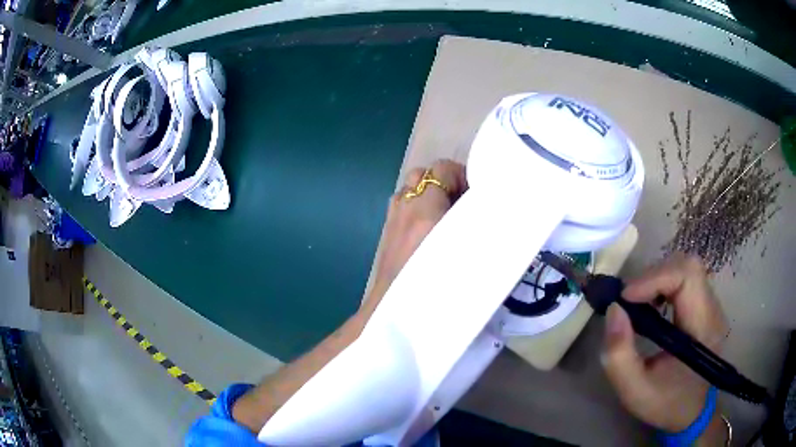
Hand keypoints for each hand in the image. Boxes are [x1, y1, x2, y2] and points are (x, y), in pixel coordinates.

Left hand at [231, 160, 466, 430]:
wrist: (392, 319)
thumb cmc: (433, 294)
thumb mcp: (467, 261)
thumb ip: (480, 236)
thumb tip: (494, 222)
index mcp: (425, 212)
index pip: (442, 170)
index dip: (463, 175)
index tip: (478, 194)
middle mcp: (405, 209)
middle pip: (423, 174)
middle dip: (445, 182)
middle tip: (464, 203)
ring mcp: (392, 220)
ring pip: (411, 190)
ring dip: (430, 195)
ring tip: (448, 216)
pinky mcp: (386, 234)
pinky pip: (404, 207)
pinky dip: (418, 209)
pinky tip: (431, 232)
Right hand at [601, 254, 728, 439]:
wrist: (692, 412)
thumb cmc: (666, 403)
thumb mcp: (635, 390)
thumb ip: (619, 355)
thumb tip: (613, 310)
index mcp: (702, 327)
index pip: (687, 276)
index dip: (654, 278)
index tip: (625, 298)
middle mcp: (712, 308)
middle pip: (687, 266)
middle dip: (654, 276)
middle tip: (629, 300)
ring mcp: (711, 305)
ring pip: (686, 269)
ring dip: (658, 279)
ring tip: (638, 304)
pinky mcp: (706, 306)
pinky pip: (686, 280)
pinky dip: (664, 284)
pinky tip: (653, 306)